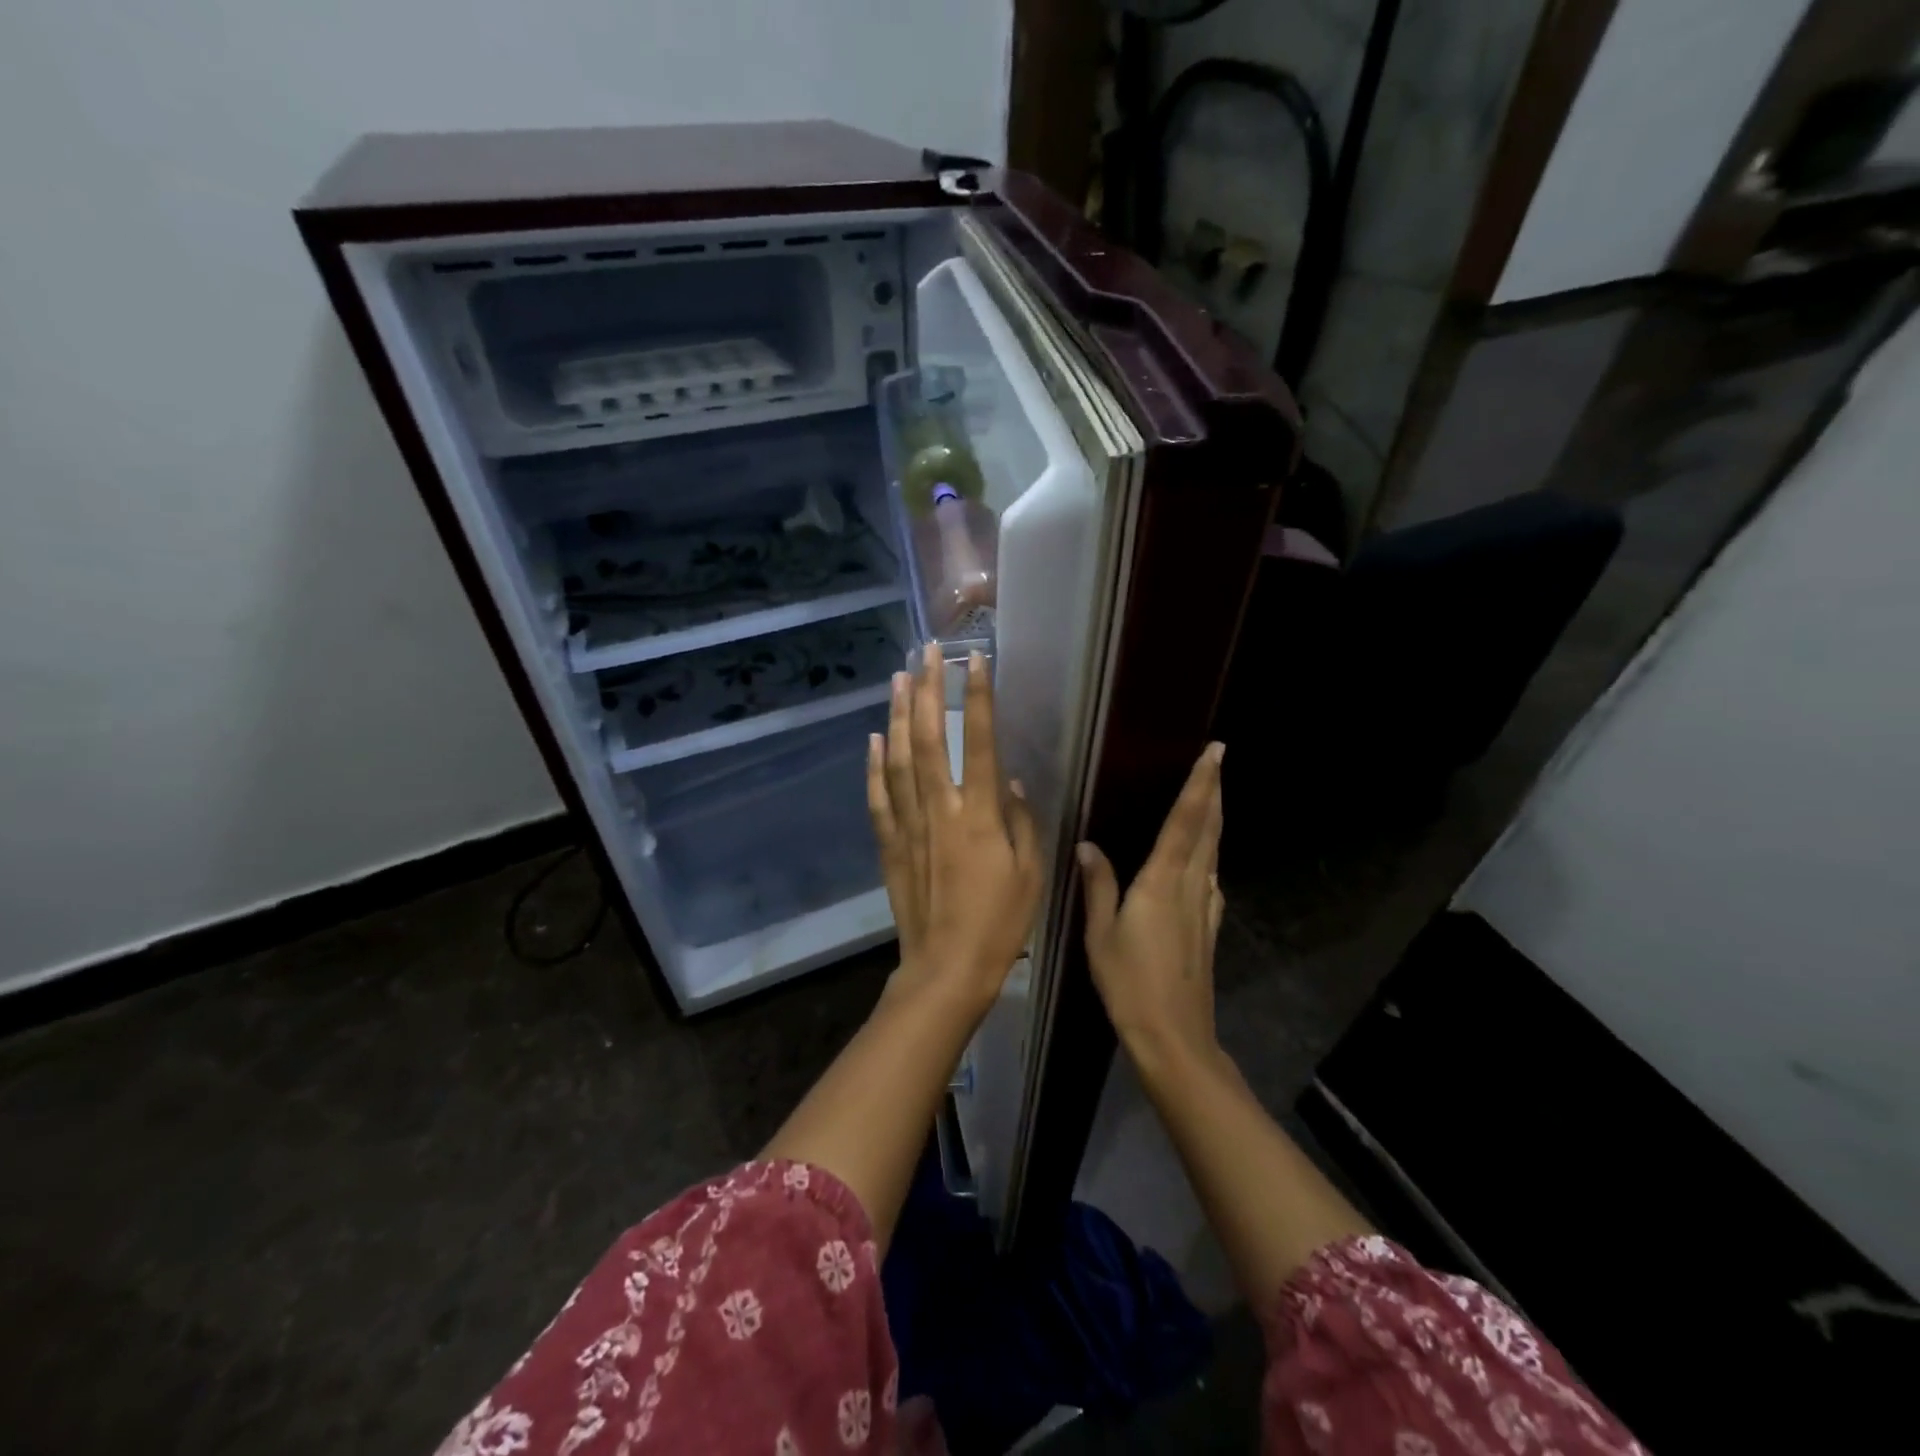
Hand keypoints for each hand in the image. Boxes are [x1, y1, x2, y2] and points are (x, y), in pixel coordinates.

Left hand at [867, 644, 1041, 1011]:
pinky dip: (873, 765)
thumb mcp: (1031, 875)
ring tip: (899, 677)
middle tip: (927, 652)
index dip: (978, 699)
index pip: (981, 743)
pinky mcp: (890, 845)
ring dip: (899, 715)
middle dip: (929, 691)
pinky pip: (878, 797)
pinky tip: (873, 738)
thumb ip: (1023, 824)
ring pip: (899, 760)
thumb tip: (1014, 783)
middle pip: (931, 739)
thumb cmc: (1000, 925)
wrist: (947, 969)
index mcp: (981, 816)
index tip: (975, 661)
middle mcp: (941, 810)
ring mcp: (910, 825)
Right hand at [1077, 742, 1226, 1077]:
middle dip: (1214, 791)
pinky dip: (1211, 853)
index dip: (1200, 784)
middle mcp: (1191, 886)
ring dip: (1215, 818)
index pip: (1185, 821)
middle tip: (1218, 761)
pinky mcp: (1209, 927)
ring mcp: (1205, 907)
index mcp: (1162, 881)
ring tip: (1212, 795)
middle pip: (1208, 829)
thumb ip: (1097, 884)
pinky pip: (1212, 877)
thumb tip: (1087, 845)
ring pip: (1214, 851)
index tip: (1214, 752)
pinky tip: (1206, 858)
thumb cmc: (1129, 982)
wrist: (1173, 1035)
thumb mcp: (1100, 933)